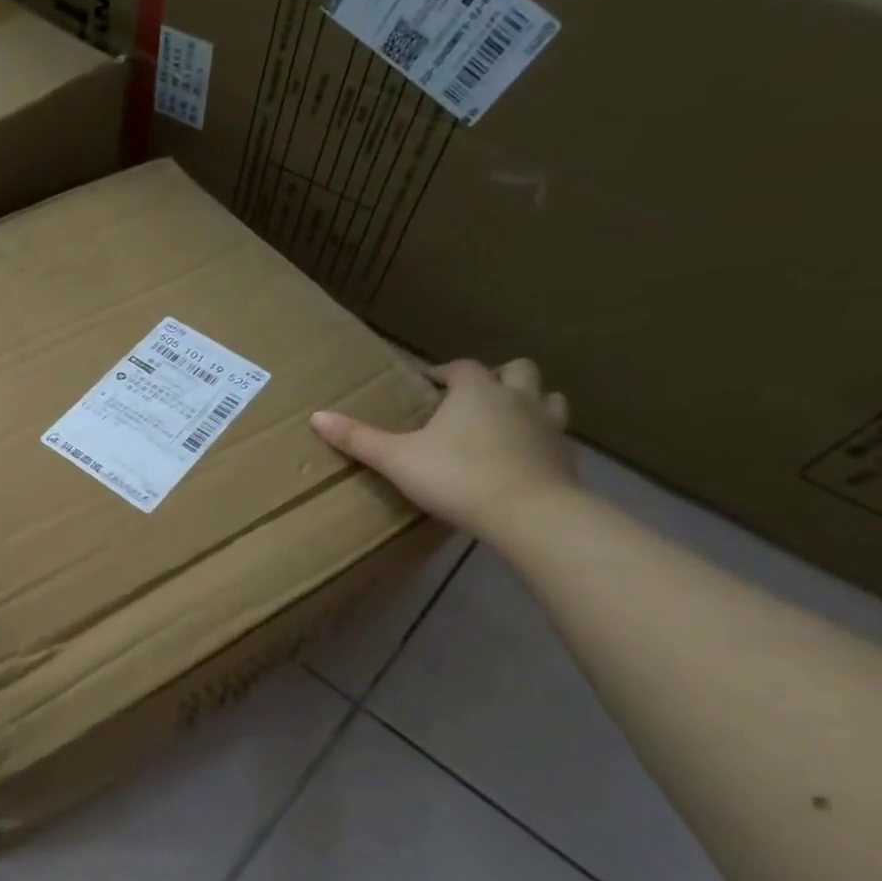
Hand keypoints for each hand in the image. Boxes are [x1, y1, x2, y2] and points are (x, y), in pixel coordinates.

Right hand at [310, 359, 577, 537]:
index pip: (460, 367)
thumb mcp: (396, 459)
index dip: (442, 373)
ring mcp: (548, 425)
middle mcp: (516, 398)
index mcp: (475, 391)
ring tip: (506, 421)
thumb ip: (358, 438)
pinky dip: (540, 438)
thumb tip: (316, 417)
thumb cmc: (456, 477)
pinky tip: (523, 457)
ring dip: (528, 402)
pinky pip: (556, 435)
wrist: (528, 512)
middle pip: (516, 370)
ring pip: (547, 397)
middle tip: (471, 399)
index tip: (427, 384)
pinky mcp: (565, 456)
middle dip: (495, 377)